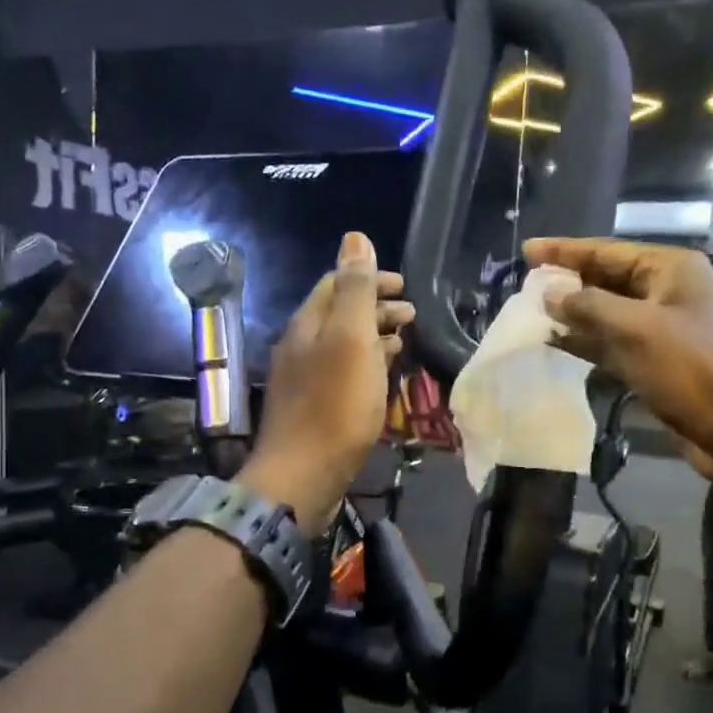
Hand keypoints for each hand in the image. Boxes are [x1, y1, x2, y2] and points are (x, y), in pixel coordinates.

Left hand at [240, 233, 413, 529]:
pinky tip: (382, 377)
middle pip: (339, 314)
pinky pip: (343, 373)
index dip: (370, 278)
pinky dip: (366, 364)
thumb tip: (355, 237)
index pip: (336, 284)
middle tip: (412, 314)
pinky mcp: (313, 408)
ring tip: (403, 341)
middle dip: (375, 307)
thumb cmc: (335, 405)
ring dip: (373, 336)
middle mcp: (300, 346)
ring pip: (342, 345)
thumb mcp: (351, 339)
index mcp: (308, 324)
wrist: (303, 475)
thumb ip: (355, 290)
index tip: (405, 285)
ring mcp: (304, 379)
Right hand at [525, 237, 712, 489]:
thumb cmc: (693, 369)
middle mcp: (667, 292)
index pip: (607, 251)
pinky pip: (614, 343)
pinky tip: (556, 343)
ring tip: (532, 312)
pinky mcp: (657, 362)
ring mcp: (663, 329)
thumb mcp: (637, 330)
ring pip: (608, 313)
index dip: (565, 250)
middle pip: (607, 279)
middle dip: (568, 282)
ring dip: (573, 314)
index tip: (527, 250)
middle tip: (525, 284)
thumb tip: (547, 293)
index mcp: (671, 270)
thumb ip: (588, 307)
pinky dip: (587, 342)